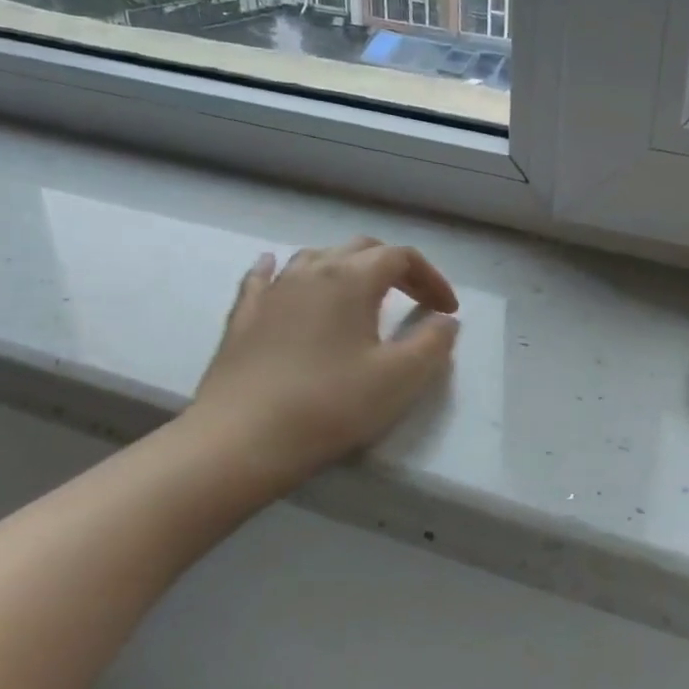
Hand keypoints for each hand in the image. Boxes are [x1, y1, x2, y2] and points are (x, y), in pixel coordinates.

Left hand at [185, 237, 459, 497]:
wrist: (241, 440)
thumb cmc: (330, 405)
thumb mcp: (401, 378)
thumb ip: (433, 343)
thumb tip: (446, 321)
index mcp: (352, 279)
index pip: (401, 257)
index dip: (431, 278)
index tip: (447, 310)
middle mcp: (311, 271)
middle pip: (361, 248)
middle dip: (394, 267)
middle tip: (414, 299)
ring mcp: (272, 291)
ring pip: (315, 257)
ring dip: (347, 267)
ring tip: (361, 292)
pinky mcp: (242, 316)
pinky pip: (265, 277)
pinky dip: (283, 270)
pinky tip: (277, 269)